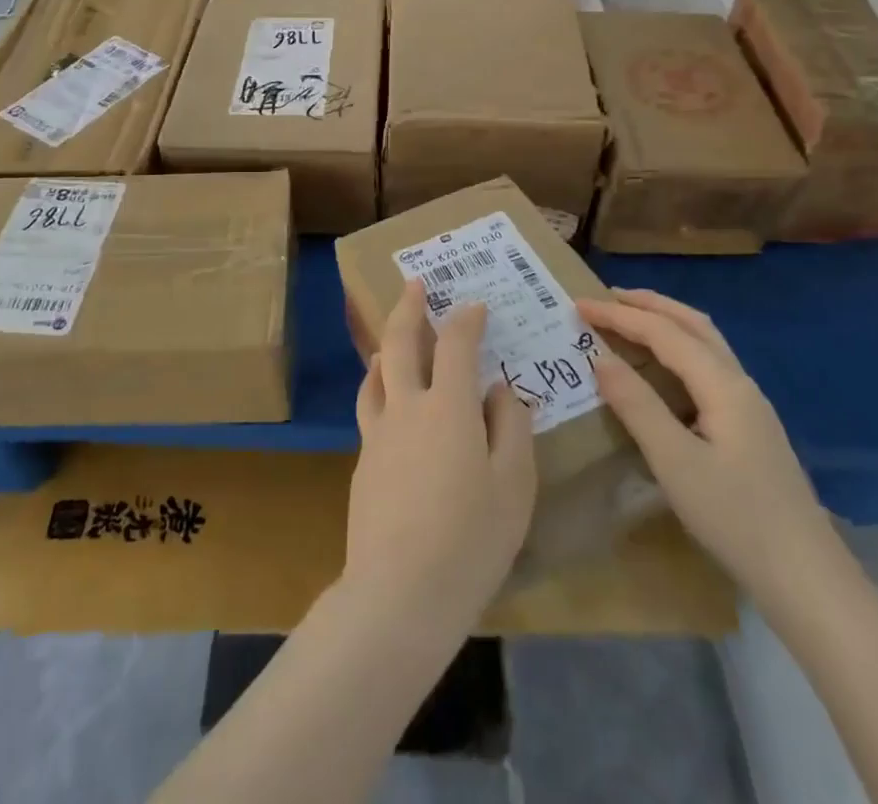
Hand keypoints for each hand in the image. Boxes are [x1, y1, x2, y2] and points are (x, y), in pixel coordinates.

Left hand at [343, 280, 536, 632]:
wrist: (399, 592)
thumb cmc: (471, 539)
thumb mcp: (514, 485)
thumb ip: (511, 427)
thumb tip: (500, 389)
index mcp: (448, 406)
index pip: (456, 344)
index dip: (466, 319)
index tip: (474, 305)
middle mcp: (407, 406)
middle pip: (400, 341)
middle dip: (408, 306)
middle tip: (413, 283)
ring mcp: (378, 433)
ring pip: (375, 372)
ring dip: (386, 346)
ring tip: (391, 338)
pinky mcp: (363, 461)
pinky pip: (370, 407)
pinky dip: (378, 386)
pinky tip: (385, 398)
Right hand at [578, 289, 838, 604]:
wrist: (809, 580)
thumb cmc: (736, 518)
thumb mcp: (675, 462)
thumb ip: (637, 405)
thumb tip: (600, 358)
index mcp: (722, 385)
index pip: (664, 332)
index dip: (619, 315)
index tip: (578, 305)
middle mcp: (740, 383)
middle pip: (693, 324)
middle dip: (649, 304)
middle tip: (606, 297)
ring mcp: (750, 406)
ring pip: (706, 343)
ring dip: (667, 322)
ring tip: (630, 320)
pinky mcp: (751, 427)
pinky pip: (709, 366)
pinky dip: (679, 349)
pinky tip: (663, 369)